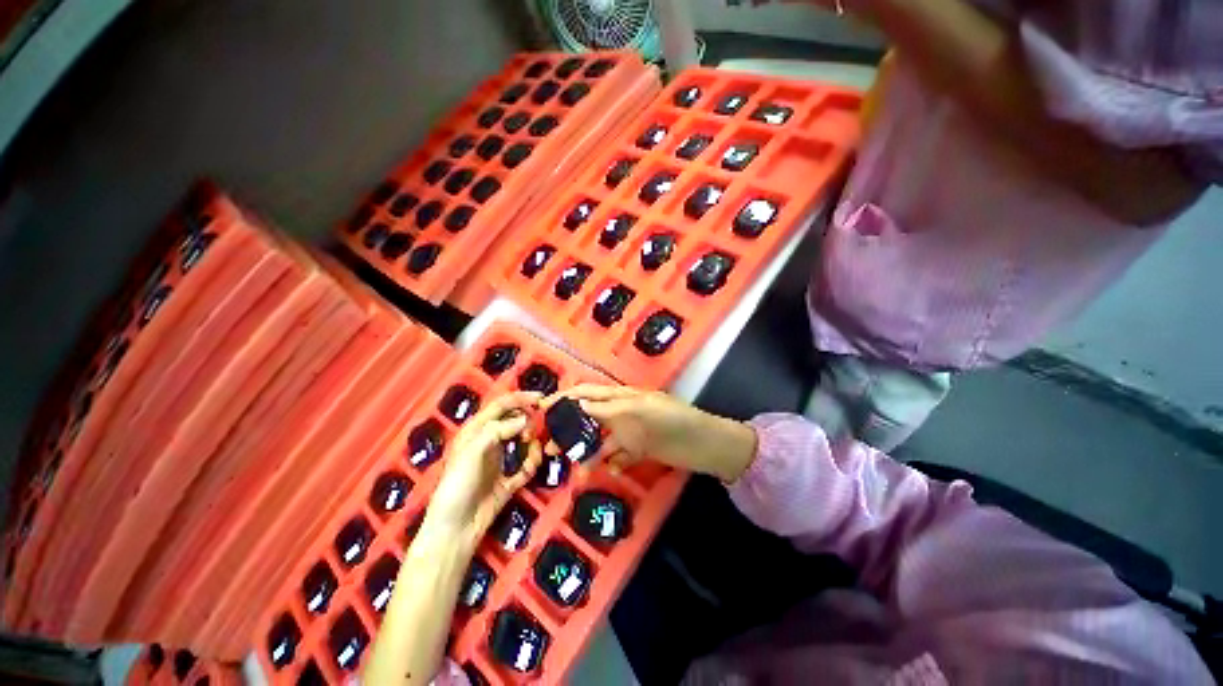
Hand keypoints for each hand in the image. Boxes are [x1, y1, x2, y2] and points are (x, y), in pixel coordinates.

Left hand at [423, 392, 543, 547]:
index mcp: (477, 430)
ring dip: (534, 443)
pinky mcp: (510, 479)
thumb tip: (525, 419)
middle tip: (539, 429)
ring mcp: (501, 460)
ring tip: (534, 451)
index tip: (541, 398)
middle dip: (530, 421)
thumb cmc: (458, 485)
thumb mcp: (472, 452)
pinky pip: (527, 464)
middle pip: (516, 421)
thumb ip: (497, 431)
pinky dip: (533, 463)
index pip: (502, 405)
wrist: (456, 529)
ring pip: (525, 441)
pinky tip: (531, 467)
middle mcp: (490, 441)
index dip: (521, 398)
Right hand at [544, 385, 757, 482]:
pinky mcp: (639, 450)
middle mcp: (621, 412)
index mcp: (620, 396)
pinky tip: (613, 470)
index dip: (564, 399)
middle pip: (588, 418)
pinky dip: (613, 463)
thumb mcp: (637, 409)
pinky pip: (619, 456)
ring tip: (576, 469)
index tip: (541, 410)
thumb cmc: (670, 419)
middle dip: (569, 430)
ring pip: (602, 440)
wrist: (703, 443)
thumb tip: (576, 404)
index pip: (586, 394)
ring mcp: (630, 432)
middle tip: (550, 448)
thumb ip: (607, 408)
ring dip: (588, 452)